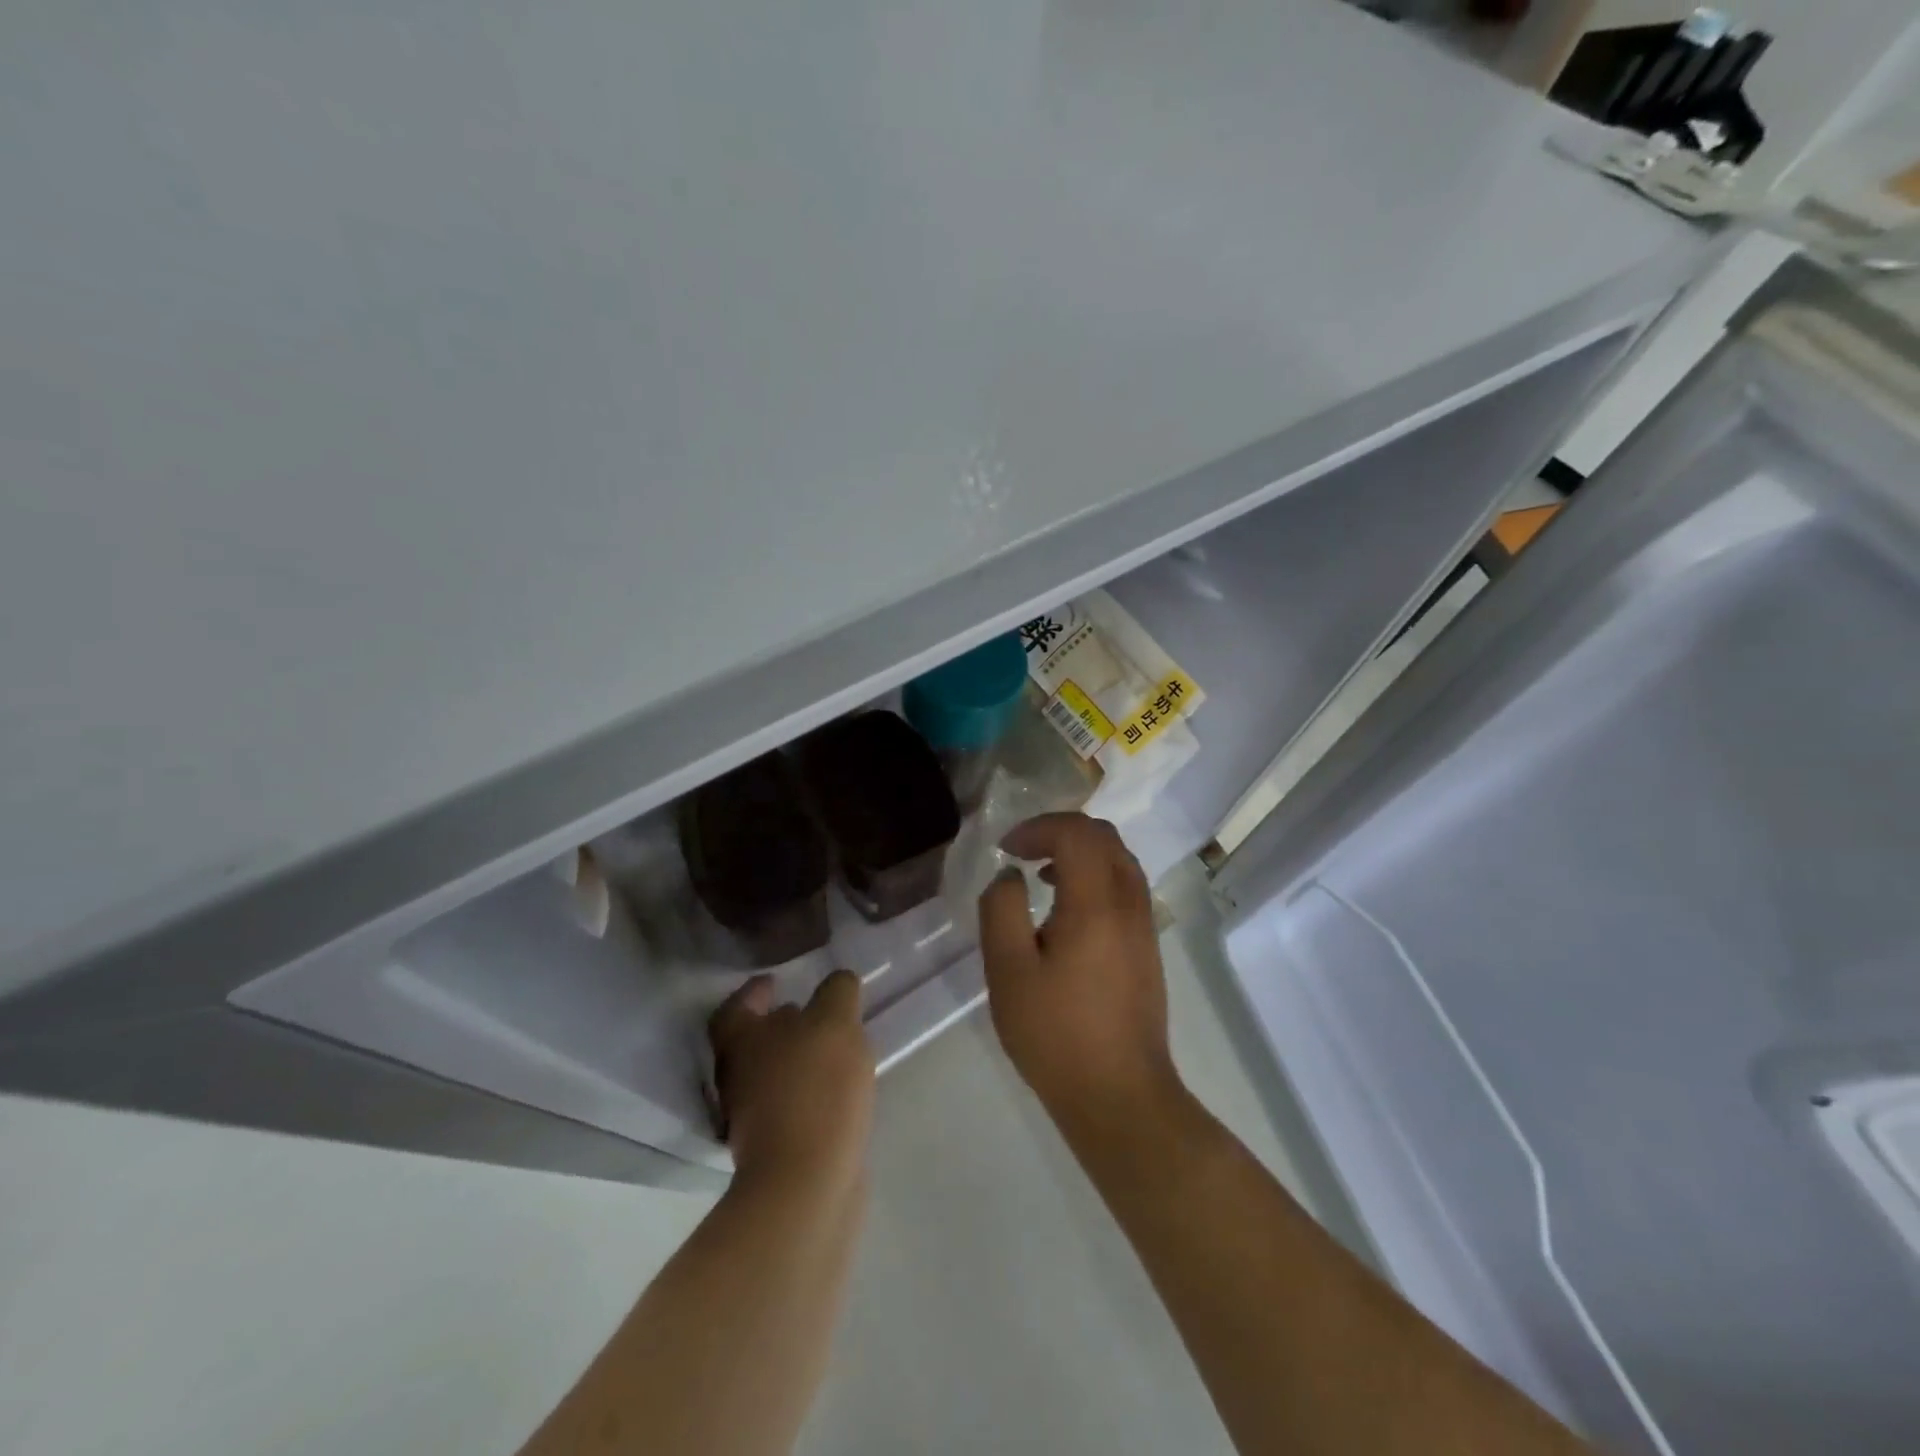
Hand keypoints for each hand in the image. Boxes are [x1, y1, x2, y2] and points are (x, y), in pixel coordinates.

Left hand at [708, 970, 875, 1191]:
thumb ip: (837, 992)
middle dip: (777, 1025)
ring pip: (771, 1075)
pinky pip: (790, 1105)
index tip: (774, 981)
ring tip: (831, 1049)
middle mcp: (736, 1076)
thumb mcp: (835, 1022)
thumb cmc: (814, 1087)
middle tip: (809, 1012)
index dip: (753, 991)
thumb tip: (838, 983)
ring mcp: (752, 1117)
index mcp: (741, 1040)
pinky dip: (807, 1092)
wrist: (807, 1182)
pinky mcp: (776, 1148)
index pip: (736, 1006)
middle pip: (751, 1042)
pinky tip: (836, 1089)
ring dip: (795, 1059)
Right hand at [977, 813, 1179, 1130]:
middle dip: (1059, 831)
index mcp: (1096, 902)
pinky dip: (1095, 875)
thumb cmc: (1056, 1034)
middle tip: (1023, 851)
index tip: (1006, 849)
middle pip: (1103, 836)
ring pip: (1119, 859)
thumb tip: (1010, 876)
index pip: (1076, 832)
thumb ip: (1001, 910)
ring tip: (1041, 874)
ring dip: (1080, 852)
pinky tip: (1066, 910)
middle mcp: (1129, 902)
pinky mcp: (1147, 946)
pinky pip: (1125, 885)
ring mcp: (1144, 924)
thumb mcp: (1008, 972)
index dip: (1038, 827)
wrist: (1120, 1095)